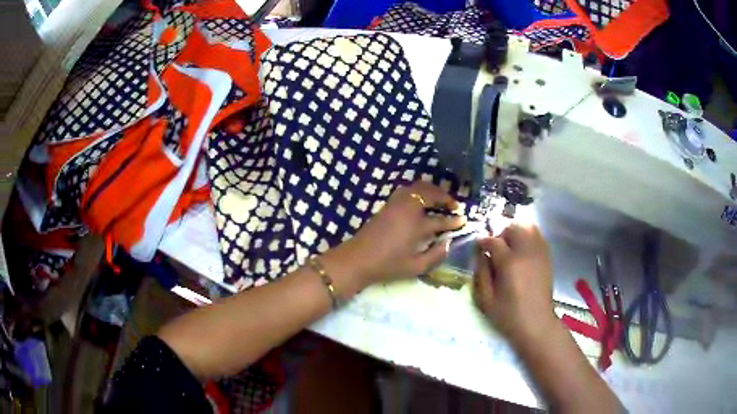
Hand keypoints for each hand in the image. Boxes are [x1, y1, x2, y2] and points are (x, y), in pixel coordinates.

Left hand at [326, 181, 464, 291]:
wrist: (358, 258)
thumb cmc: (388, 266)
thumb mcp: (416, 267)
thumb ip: (436, 255)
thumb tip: (449, 243)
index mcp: (417, 226)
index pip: (441, 220)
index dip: (454, 220)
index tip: (463, 220)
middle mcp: (409, 209)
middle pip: (431, 193)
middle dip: (445, 197)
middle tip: (454, 206)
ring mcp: (397, 204)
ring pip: (419, 187)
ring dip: (433, 191)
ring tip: (440, 200)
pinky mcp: (388, 204)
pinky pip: (408, 189)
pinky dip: (419, 190)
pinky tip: (422, 200)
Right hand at [472, 223, 556, 344]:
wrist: (537, 324)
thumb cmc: (508, 315)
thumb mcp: (485, 300)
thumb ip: (481, 273)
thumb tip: (480, 254)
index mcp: (509, 264)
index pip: (494, 241)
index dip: (483, 241)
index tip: (478, 246)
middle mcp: (526, 253)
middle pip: (514, 227)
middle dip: (501, 232)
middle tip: (495, 246)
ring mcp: (539, 254)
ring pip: (529, 227)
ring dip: (516, 232)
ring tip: (510, 246)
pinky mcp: (547, 258)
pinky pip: (538, 237)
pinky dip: (528, 237)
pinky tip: (522, 251)